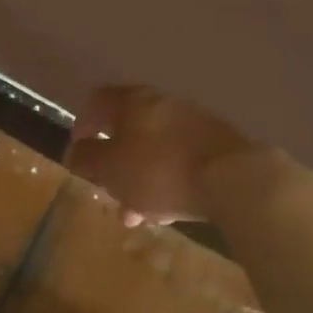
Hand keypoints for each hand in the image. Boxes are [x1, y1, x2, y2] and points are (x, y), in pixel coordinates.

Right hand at [65, 85, 256, 226]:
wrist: (236, 179)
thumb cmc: (160, 170)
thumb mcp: (111, 169)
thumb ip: (87, 159)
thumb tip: (76, 151)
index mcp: (132, 102)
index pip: (98, 101)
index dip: (83, 124)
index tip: (79, 150)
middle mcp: (162, 104)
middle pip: (128, 128)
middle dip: (114, 160)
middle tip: (107, 187)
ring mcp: (193, 123)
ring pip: (154, 149)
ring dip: (140, 177)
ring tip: (136, 212)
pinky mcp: (218, 146)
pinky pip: (181, 161)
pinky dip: (167, 181)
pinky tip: (167, 211)